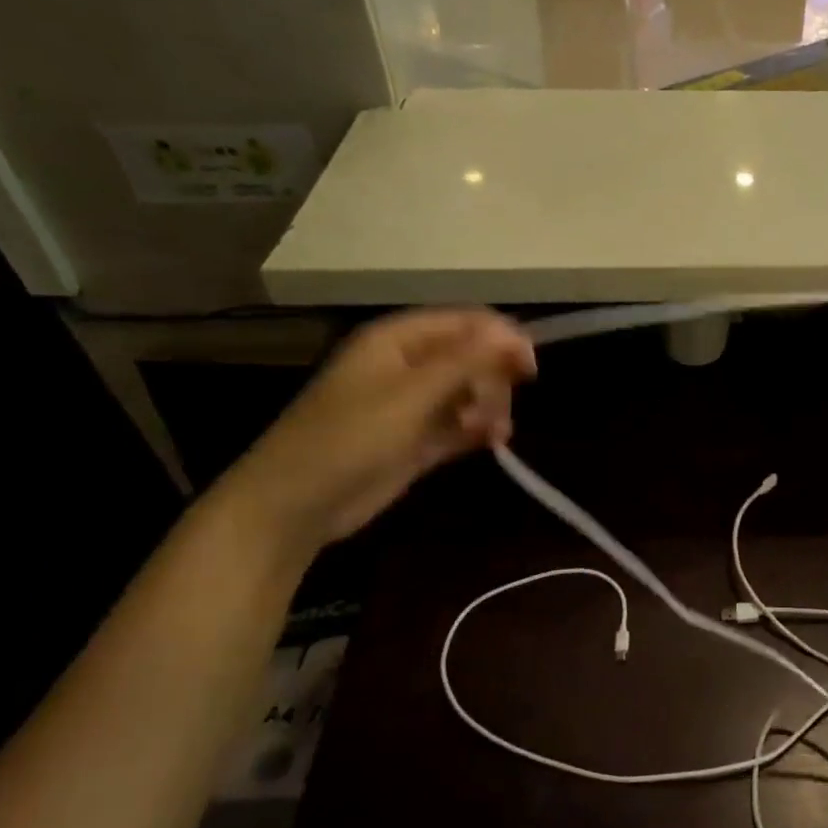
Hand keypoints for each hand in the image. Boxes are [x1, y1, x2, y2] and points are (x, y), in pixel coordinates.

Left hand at [216, 309, 535, 550]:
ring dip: (489, 407)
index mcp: (398, 340)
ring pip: (470, 392)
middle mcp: (408, 365)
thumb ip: (466, 361)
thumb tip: (513, 334)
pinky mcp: (417, 439)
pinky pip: (460, 423)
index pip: (464, 323)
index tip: (530, 366)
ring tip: (494, 432)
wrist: (297, 504)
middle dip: (493, 379)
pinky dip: (478, 429)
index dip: (500, 337)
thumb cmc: (350, 437)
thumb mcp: (412, 394)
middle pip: (471, 357)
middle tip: (500, 408)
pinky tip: (492, 442)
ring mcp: (413, 404)